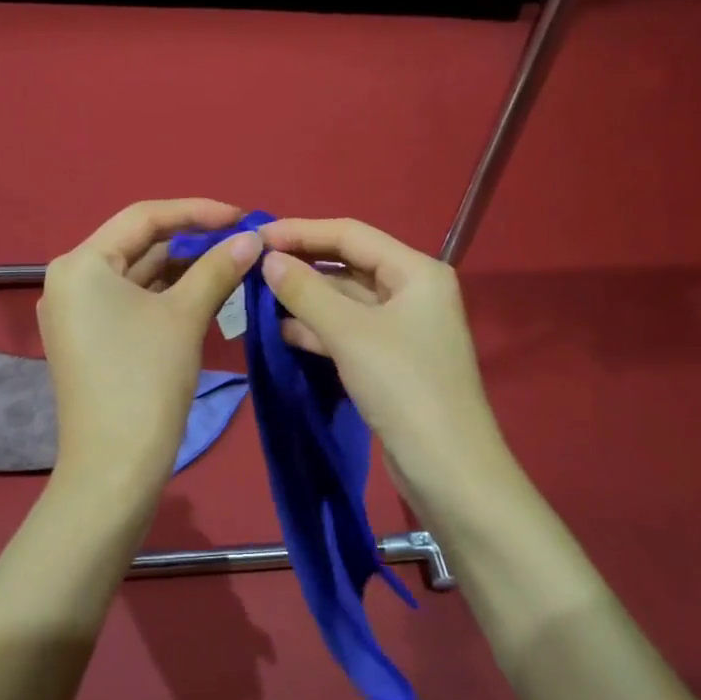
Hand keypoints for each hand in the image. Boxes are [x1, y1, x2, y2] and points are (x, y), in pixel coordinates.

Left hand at [39, 199, 261, 488]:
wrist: (114, 469)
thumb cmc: (146, 381)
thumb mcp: (186, 316)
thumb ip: (217, 268)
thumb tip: (252, 238)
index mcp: (81, 264)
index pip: (144, 217)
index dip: (197, 211)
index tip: (242, 217)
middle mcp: (69, 280)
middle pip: (138, 244)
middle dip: (191, 241)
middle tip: (241, 242)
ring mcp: (75, 312)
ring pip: (136, 275)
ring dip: (182, 268)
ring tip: (231, 263)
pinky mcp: (87, 339)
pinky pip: (130, 301)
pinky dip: (165, 294)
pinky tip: (204, 292)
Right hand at [258, 217, 504, 498]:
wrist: (447, 469)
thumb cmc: (403, 386)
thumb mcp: (350, 333)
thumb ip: (306, 291)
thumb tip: (267, 258)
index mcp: (415, 271)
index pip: (351, 234)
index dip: (302, 231)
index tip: (257, 235)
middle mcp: (412, 291)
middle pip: (348, 265)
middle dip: (302, 265)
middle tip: (253, 266)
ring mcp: (402, 328)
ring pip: (345, 300)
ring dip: (305, 298)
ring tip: (258, 297)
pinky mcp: (389, 360)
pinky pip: (347, 331)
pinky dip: (317, 329)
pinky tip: (282, 331)